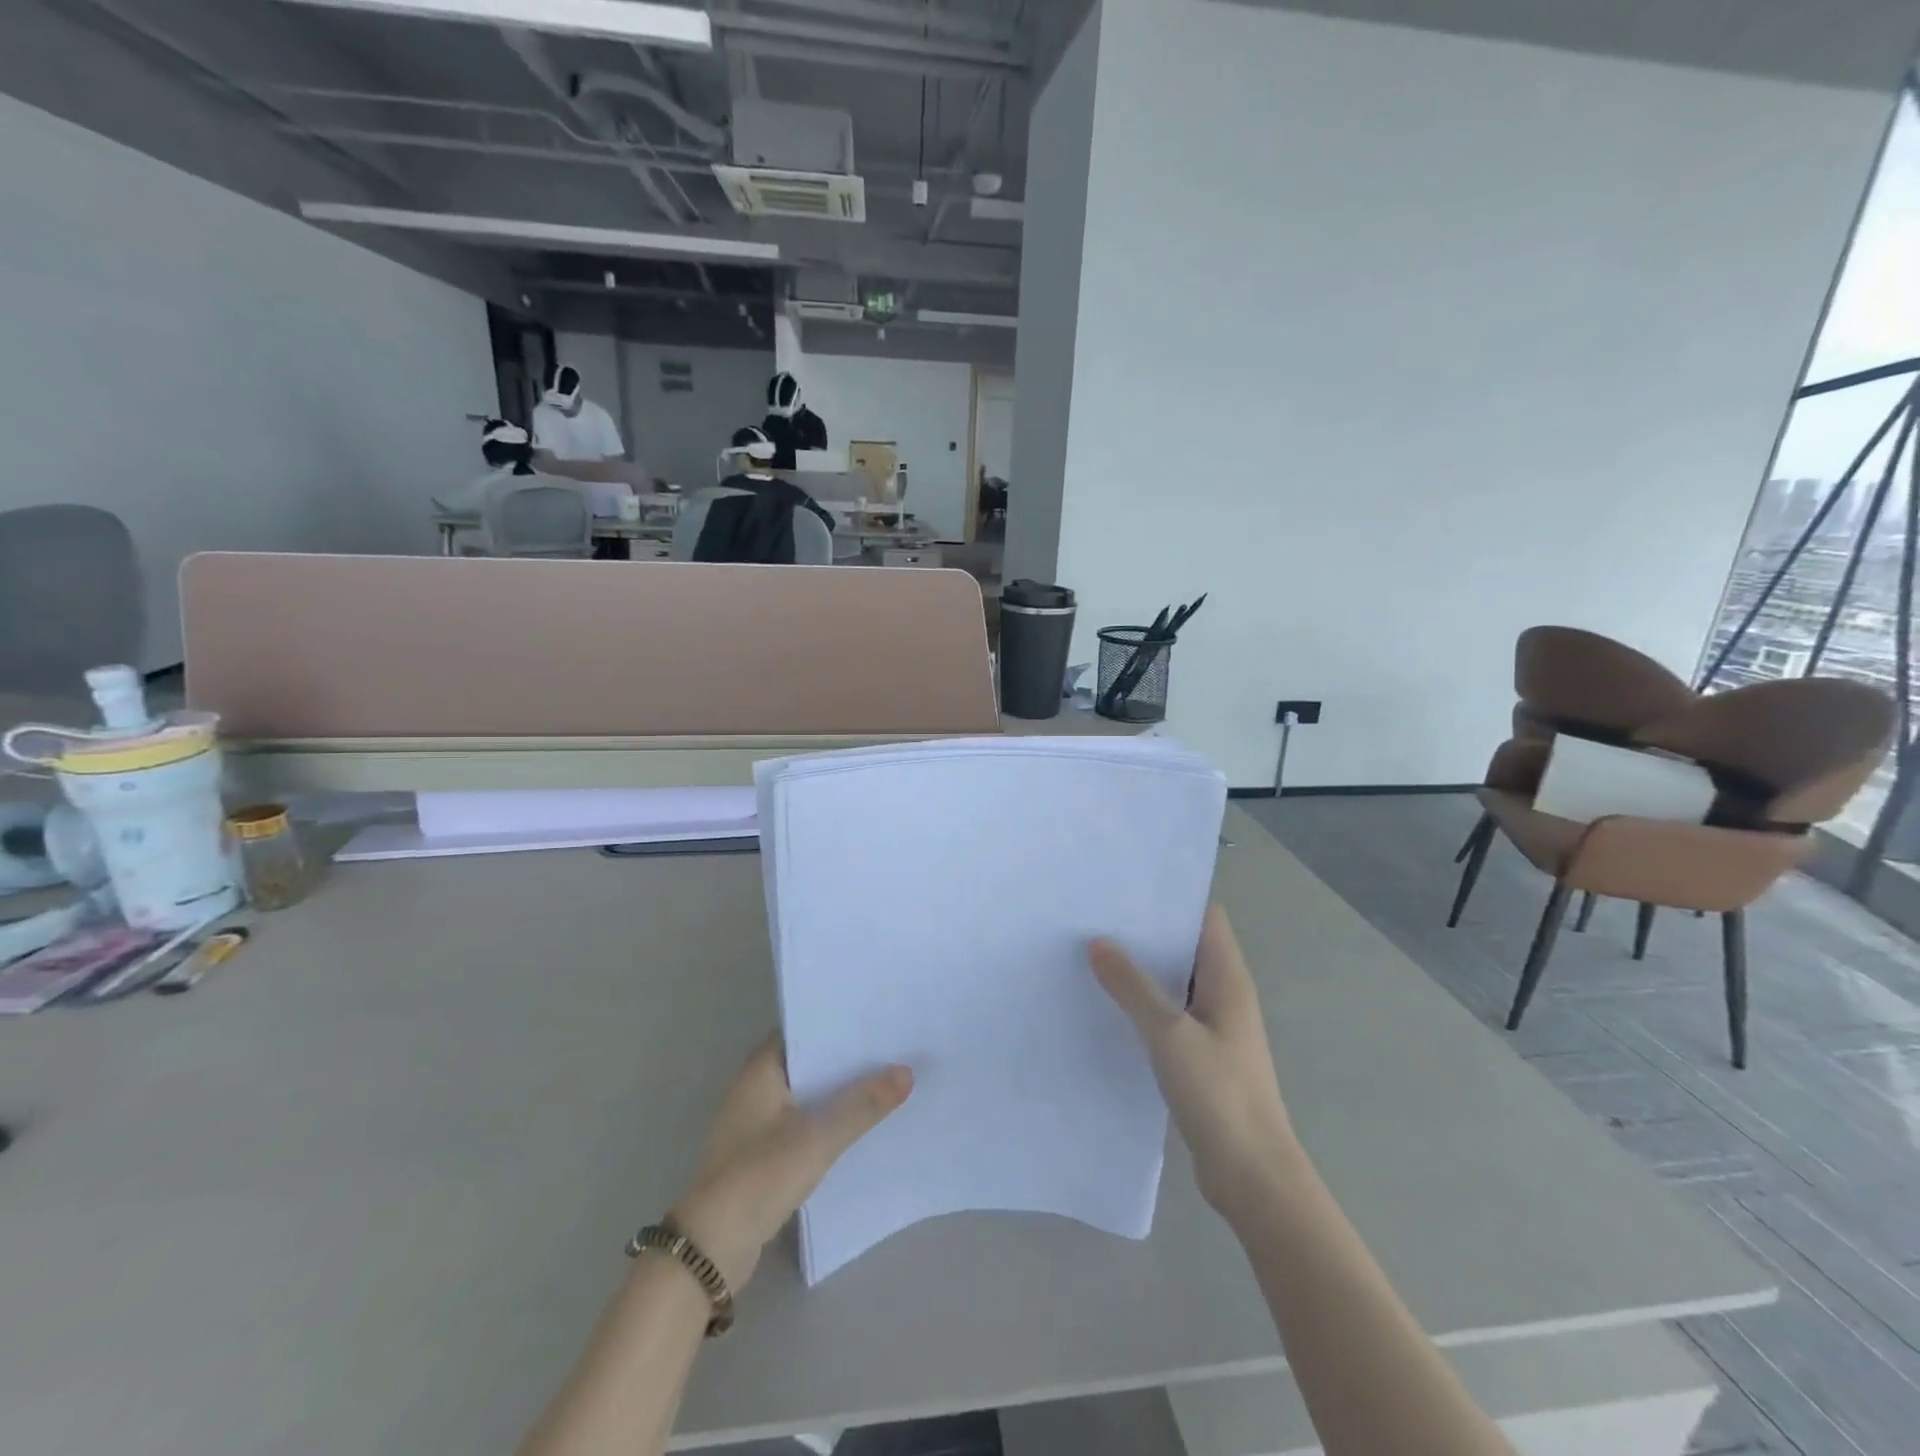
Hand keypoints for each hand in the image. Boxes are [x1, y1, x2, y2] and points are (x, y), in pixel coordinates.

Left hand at [670, 1035, 911, 1290]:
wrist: (710, 1250)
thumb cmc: (759, 1176)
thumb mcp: (817, 1138)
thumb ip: (862, 1105)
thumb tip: (907, 1071)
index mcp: (760, 1070)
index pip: (802, 1029)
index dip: (836, 1022)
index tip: (874, 1018)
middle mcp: (754, 1089)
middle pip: (807, 1062)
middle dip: (844, 1058)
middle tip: (891, 1048)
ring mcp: (755, 1124)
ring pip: (806, 1095)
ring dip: (837, 1092)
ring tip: (885, 1081)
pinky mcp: (760, 1156)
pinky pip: (802, 1125)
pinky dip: (826, 1122)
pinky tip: (859, 1126)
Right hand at [1090, 905, 1293, 1220]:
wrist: (1252, 1176)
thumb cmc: (1218, 1094)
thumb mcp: (1169, 1034)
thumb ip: (1133, 986)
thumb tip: (1098, 942)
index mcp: (1227, 979)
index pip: (1205, 917)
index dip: (1172, 896)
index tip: (1127, 884)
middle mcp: (1223, 995)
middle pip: (1185, 946)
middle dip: (1147, 930)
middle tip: (1096, 914)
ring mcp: (1213, 1027)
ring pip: (1174, 982)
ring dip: (1142, 969)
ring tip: (1092, 950)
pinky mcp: (1200, 1056)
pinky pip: (1168, 1014)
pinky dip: (1143, 1004)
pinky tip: (1107, 1004)